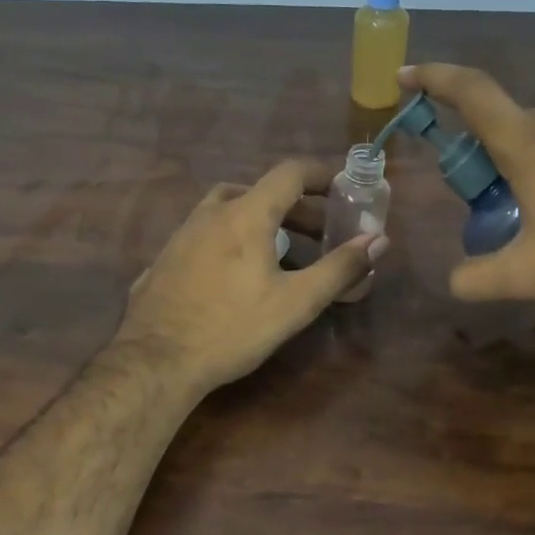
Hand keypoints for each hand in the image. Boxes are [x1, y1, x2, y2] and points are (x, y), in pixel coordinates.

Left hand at [116, 159, 384, 392]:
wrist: (156, 361)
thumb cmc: (232, 328)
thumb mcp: (296, 302)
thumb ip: (339, 268)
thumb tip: (379, 240)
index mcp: (245, 215)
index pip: (288, 173)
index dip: (319, 174)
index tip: (341, 187)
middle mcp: (210, 214)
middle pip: (258, 191)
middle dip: (295, 207)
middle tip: (319, 233)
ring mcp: (181, 235)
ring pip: (227, 211)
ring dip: (260, 221)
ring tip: (279, 253)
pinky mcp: (164, 260)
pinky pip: (206, 236)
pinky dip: (230, 240)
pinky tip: (235, 275)